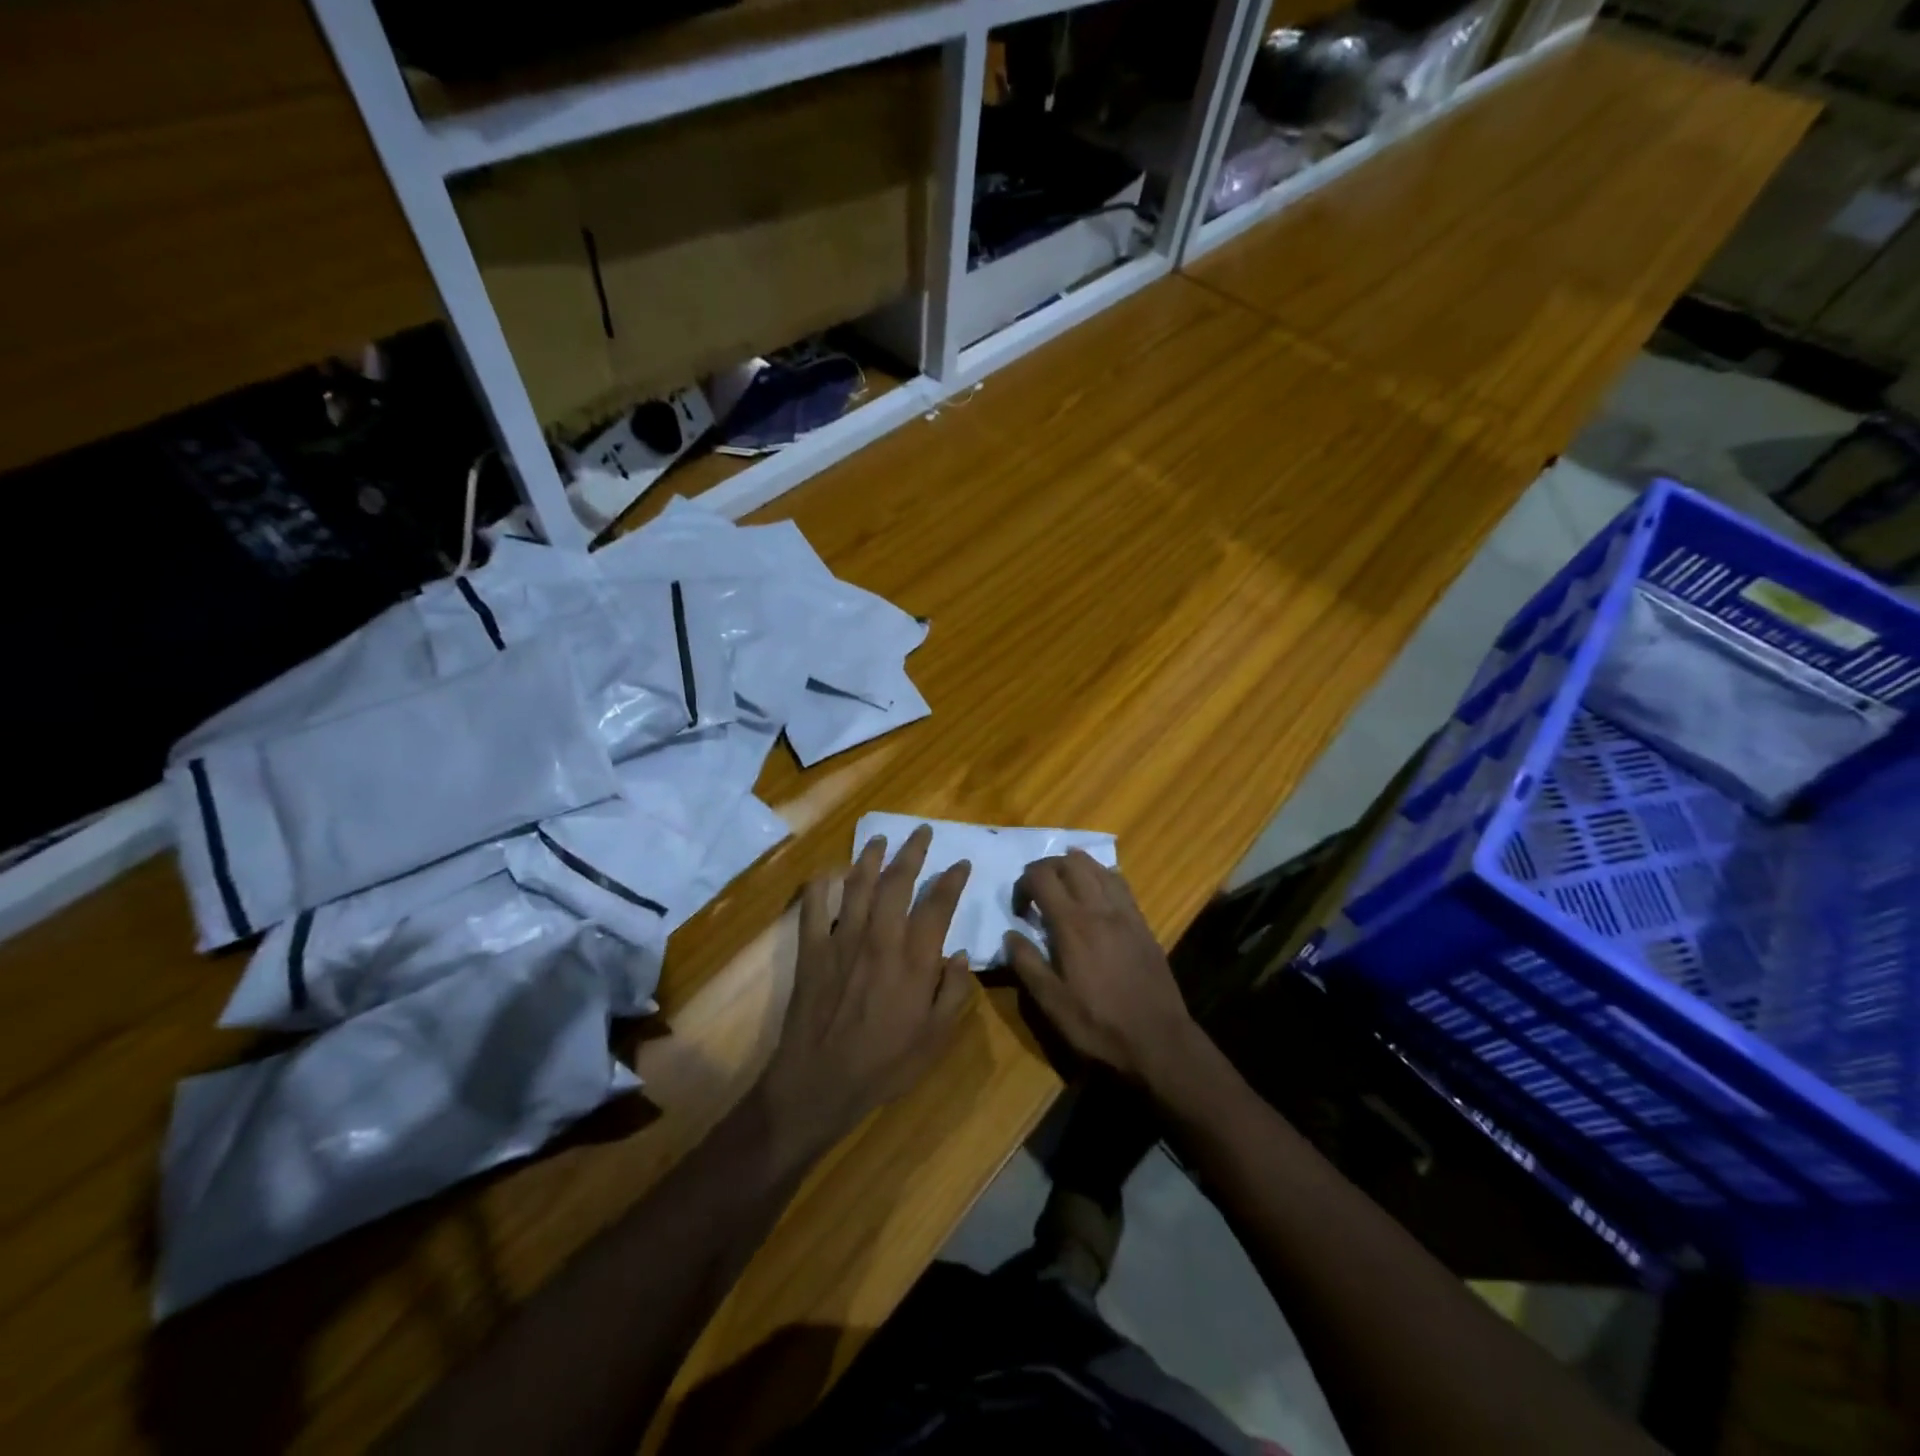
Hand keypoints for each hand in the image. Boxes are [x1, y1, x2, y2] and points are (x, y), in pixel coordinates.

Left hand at [759, 825, 973, 1162]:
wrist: (819, 1083)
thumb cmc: (884, 1064)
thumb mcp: (935, 1039)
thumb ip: (953, 993)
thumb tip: (961, 956)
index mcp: (914, 959)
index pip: (937, 905)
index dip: (952, 880)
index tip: (960, 862)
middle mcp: (880, 939)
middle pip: (897, 882)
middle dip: (912, 852)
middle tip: (920, 831)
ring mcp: (842, 941)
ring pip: (857, 885)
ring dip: (869, 857)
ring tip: (879, 839)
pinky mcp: (812, 950)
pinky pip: (813, 909)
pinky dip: (818, 887)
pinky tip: (824, 874)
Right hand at [1002, 850, 1202, 1090]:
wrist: (1158, 1041)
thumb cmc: (1098, 1025)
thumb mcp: (1051, 1003)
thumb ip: (1027, 964)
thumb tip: (1010, 935)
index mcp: (1073, 925)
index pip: (1041, 877)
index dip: (1023, 884)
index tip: (1019, 910)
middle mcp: (1100, 908)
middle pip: (1070, 862)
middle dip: (1046, 868)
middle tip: (1036, 892)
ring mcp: (1126, 913)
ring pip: (1098, 867)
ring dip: (1074, 867)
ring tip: (1062, 886)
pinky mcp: (1142, 923)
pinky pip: (1120, 883)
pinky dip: (1101, 877)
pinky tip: (1094, 895)